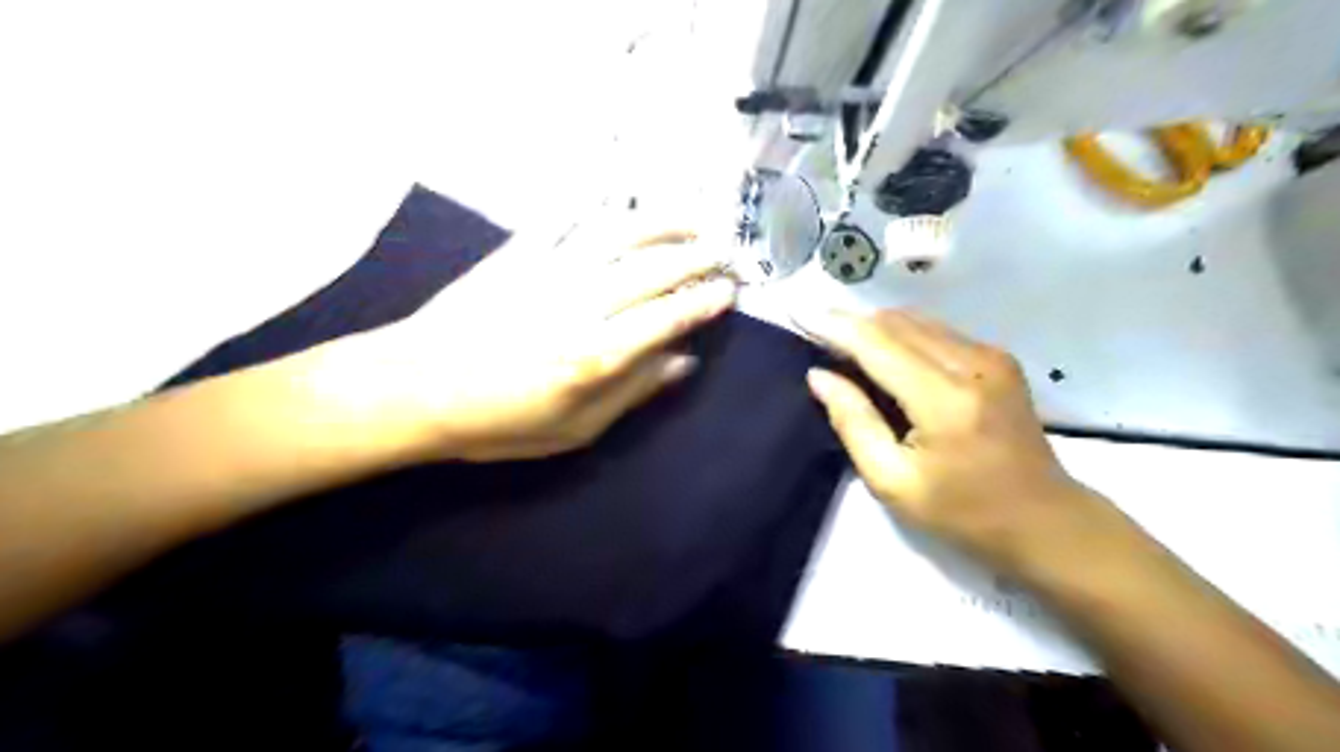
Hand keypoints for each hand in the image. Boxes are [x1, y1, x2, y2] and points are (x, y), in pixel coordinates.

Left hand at [351, 226, 737, 462]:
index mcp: (598, 354)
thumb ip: (633, 392)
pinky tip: (620, 190)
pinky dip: (598, 198)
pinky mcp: (521, 251)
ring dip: (663, 223)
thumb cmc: (499, 420)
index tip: (729, 292)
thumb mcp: (575, 429)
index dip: (704, 302)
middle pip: (655, 270)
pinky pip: (567, 215)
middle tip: (725, 252)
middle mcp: (583, 303)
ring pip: (621, 233)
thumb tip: (682, 362)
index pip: (669, 318)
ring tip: (691, 221)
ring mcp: (551, 269)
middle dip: (697, 257)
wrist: (414, 387)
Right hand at [799, 309, 1134, 581]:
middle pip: (897, 323)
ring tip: (844, 345)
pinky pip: (937, 331)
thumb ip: (854, 422)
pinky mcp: (999, 358)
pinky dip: (903, 335)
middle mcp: (973, 364)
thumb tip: (819, 376)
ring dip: (876, 328)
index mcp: (945, 400)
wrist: (1045, 520)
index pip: (877, 344)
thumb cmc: (962, 512)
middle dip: (852, 323)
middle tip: (816, 334)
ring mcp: (991, 356)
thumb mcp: (893, 481)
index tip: (799, 313)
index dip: (834, 327)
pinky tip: (886, 356)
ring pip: (917, 321)